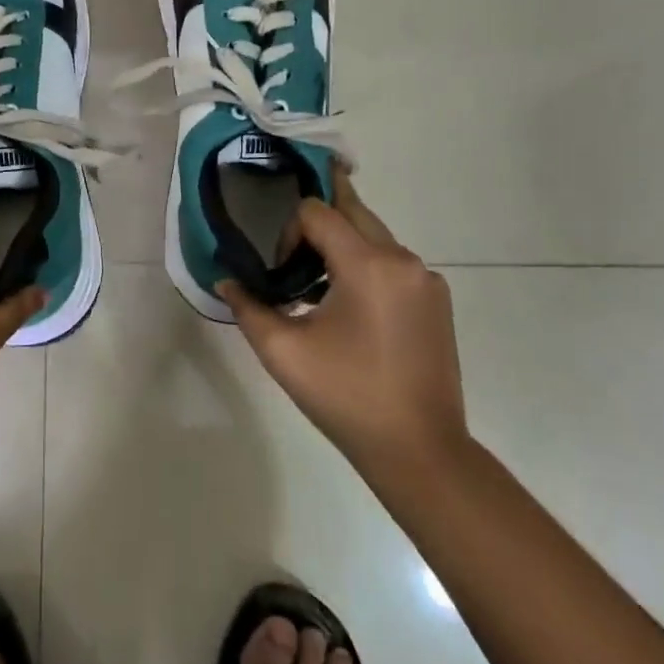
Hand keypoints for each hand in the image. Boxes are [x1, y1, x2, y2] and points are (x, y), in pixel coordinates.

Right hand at [219, 174, 466, 483]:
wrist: (420, 451)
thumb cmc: (346, 397)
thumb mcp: (283, 352)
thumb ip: (248, 307)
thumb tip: (226, 281)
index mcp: (368, 265)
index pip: (317, 212)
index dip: (288, 233)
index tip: (282, 275)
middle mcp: (403, 260)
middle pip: (351, 212)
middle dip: (316, 227)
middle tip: (292, 255)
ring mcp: (426, 279)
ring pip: (373, 236)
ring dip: (341, 248)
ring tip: (316, 291)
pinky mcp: (437, 300)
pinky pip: (393, 263)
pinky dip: (366, 268)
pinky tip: (350, 311)